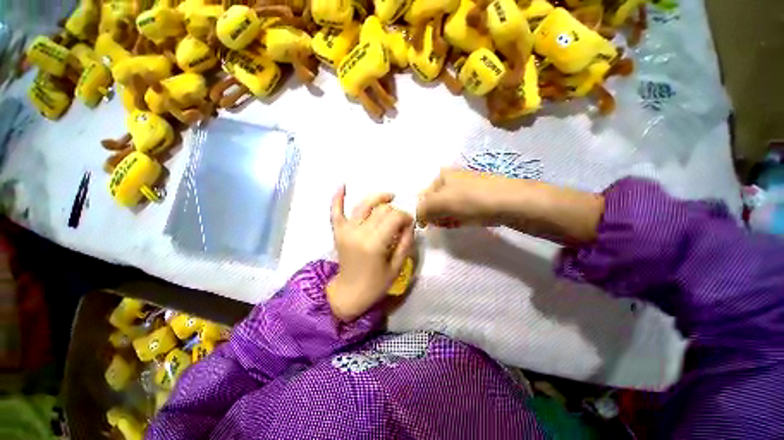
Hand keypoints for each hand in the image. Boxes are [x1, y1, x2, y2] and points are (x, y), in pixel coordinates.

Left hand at [327, 186, 414, 321]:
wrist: (349, 293)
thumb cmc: (376, 284)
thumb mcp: (397, 266)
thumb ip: (406, 242)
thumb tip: (409, 224)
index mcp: (375, 243)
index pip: (394, 218)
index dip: (406, 217)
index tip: (410, 223)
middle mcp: (359, 233)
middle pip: (381, 210)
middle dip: (395, 211)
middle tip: (401, 220)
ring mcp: (346, 230)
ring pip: (364, 205)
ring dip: (377, 198)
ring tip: (389, 197)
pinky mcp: (338, 232)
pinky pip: (336, 211)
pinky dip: (338, 198)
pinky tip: (342, 185)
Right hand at [416, 169, 519, 227]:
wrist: (511, 202)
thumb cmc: (471, 200)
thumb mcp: (440, 202)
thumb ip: (423, 209)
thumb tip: (418, 217)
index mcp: (442, 176)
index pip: (423, 196)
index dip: (424, 212)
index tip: (430, 223)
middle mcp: (453, 179)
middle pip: (436, 202)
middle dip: (437, 216)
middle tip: (444, 223)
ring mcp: (467, 188)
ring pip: (448, 208)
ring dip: (448, 218)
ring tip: (456, 223)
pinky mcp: (478, 197)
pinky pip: (462, 210)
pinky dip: (460, 218)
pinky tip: (465, 221)